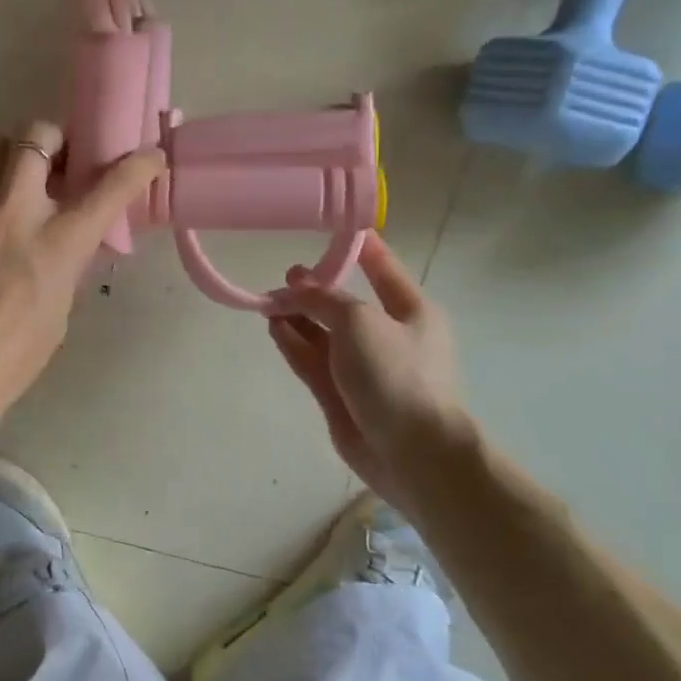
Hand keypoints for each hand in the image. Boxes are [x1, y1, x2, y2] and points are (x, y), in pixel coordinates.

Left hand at [0, 121, 164, 420]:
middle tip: (50, 161)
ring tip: (4, 175)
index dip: (136, 166)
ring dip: (5, 153)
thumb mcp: (56, 314)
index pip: (108, 190)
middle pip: (37, 138)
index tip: (148, 155)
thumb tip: (60, 239)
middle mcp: (13, 214)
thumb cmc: (8, 358)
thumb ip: (62, 265)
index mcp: (56, 246)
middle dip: (51, 141)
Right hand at [266, 236, 467, 511]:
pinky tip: (273, 327)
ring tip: (268, 301)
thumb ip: (323, 299)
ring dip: (298, 316)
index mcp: (411, 310)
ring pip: (324, 333)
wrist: (413, 453)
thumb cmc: (396, 375)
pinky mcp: (340, 394)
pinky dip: (293, 343)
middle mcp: (387, 335)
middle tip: (284, 278)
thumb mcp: (360, 321)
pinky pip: (312, 359)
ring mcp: (363, 367)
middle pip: (345, 302)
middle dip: (315, 288)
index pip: (381, 267)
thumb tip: (293, 290)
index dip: (357, 247)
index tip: (329, 227)